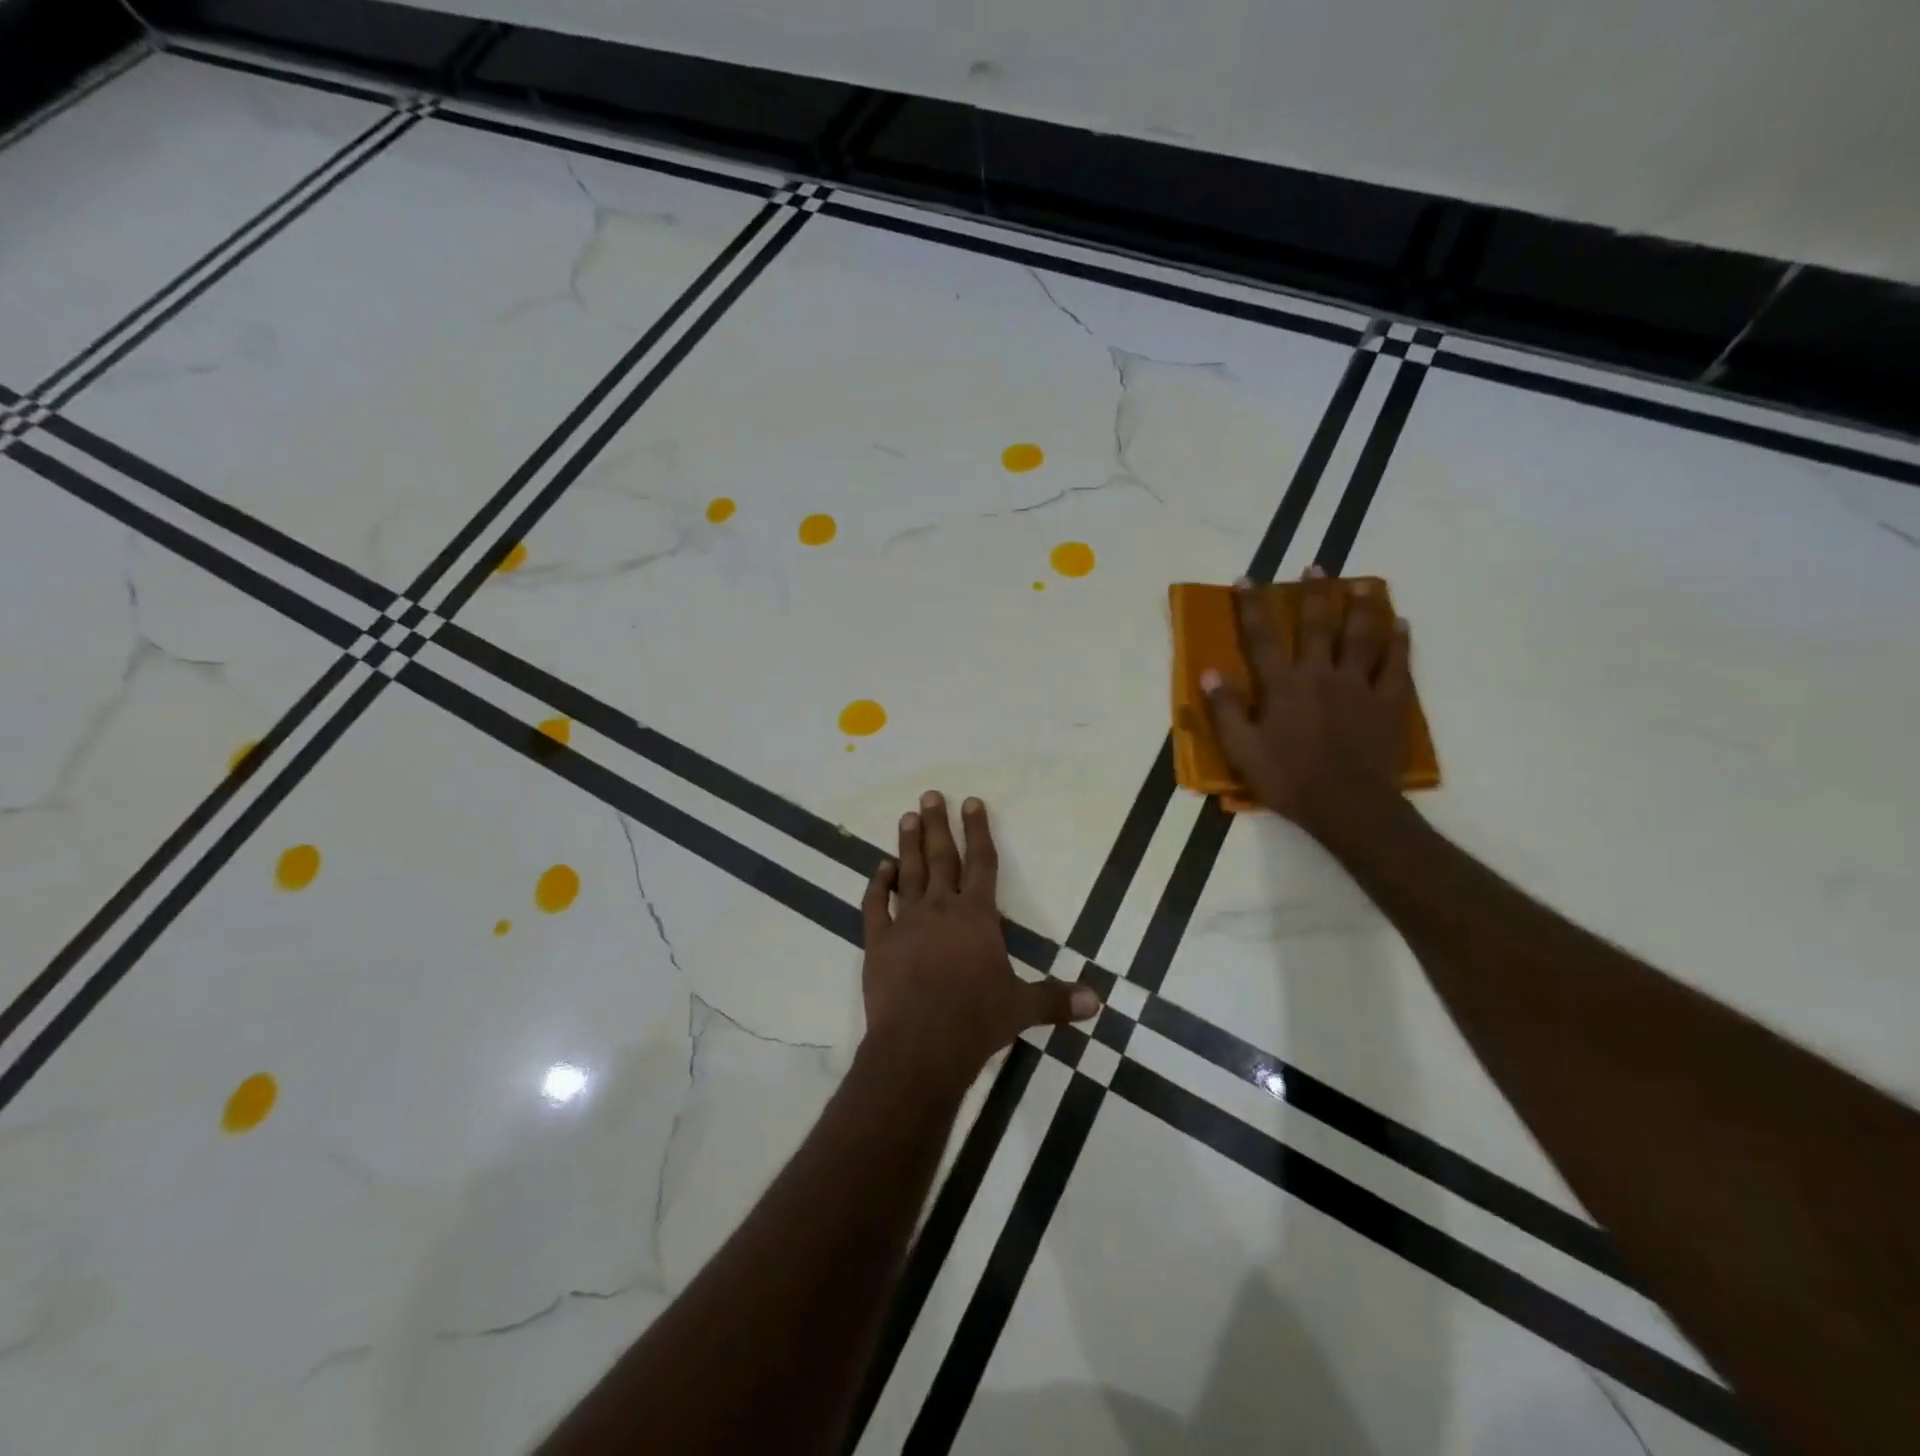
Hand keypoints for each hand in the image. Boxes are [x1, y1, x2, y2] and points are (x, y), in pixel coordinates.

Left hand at [861, 792, 1100, 1085]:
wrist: (920, 1046)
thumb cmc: (976, 1021)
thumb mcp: (1022, 1008)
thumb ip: (1057, 999)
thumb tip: (1097, 1001)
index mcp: (977, 917)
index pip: (982, 863)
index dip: (979, 831)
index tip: (972, 802)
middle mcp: (941, 909)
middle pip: (941, 858)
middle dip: (937, 824)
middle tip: (930, 795)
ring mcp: (907, 923)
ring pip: (908, 873)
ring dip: (908, 845)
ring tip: (906, 817)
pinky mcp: (878, 942)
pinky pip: (876, 906)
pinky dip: (877, 885)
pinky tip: (880, 869)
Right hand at [1200, 566, 1411, 838]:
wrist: (1348, 805)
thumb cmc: (1289, 779)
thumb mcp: (1242, 750)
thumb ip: (1225, 710)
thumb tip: (1210, 671)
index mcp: (1282, 686)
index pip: (1262, 637)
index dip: (1252, 606)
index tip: (1246, 579)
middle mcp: (1320, 674)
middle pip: (1317, 625)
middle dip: (1314, 594)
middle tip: (1315, 567)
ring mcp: (1359, 685)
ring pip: (1362, 636)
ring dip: (1361, 607)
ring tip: (1362, 584)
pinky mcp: (1389, 702)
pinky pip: (1397, 664)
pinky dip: (1400, 642)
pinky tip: (1401, 624)